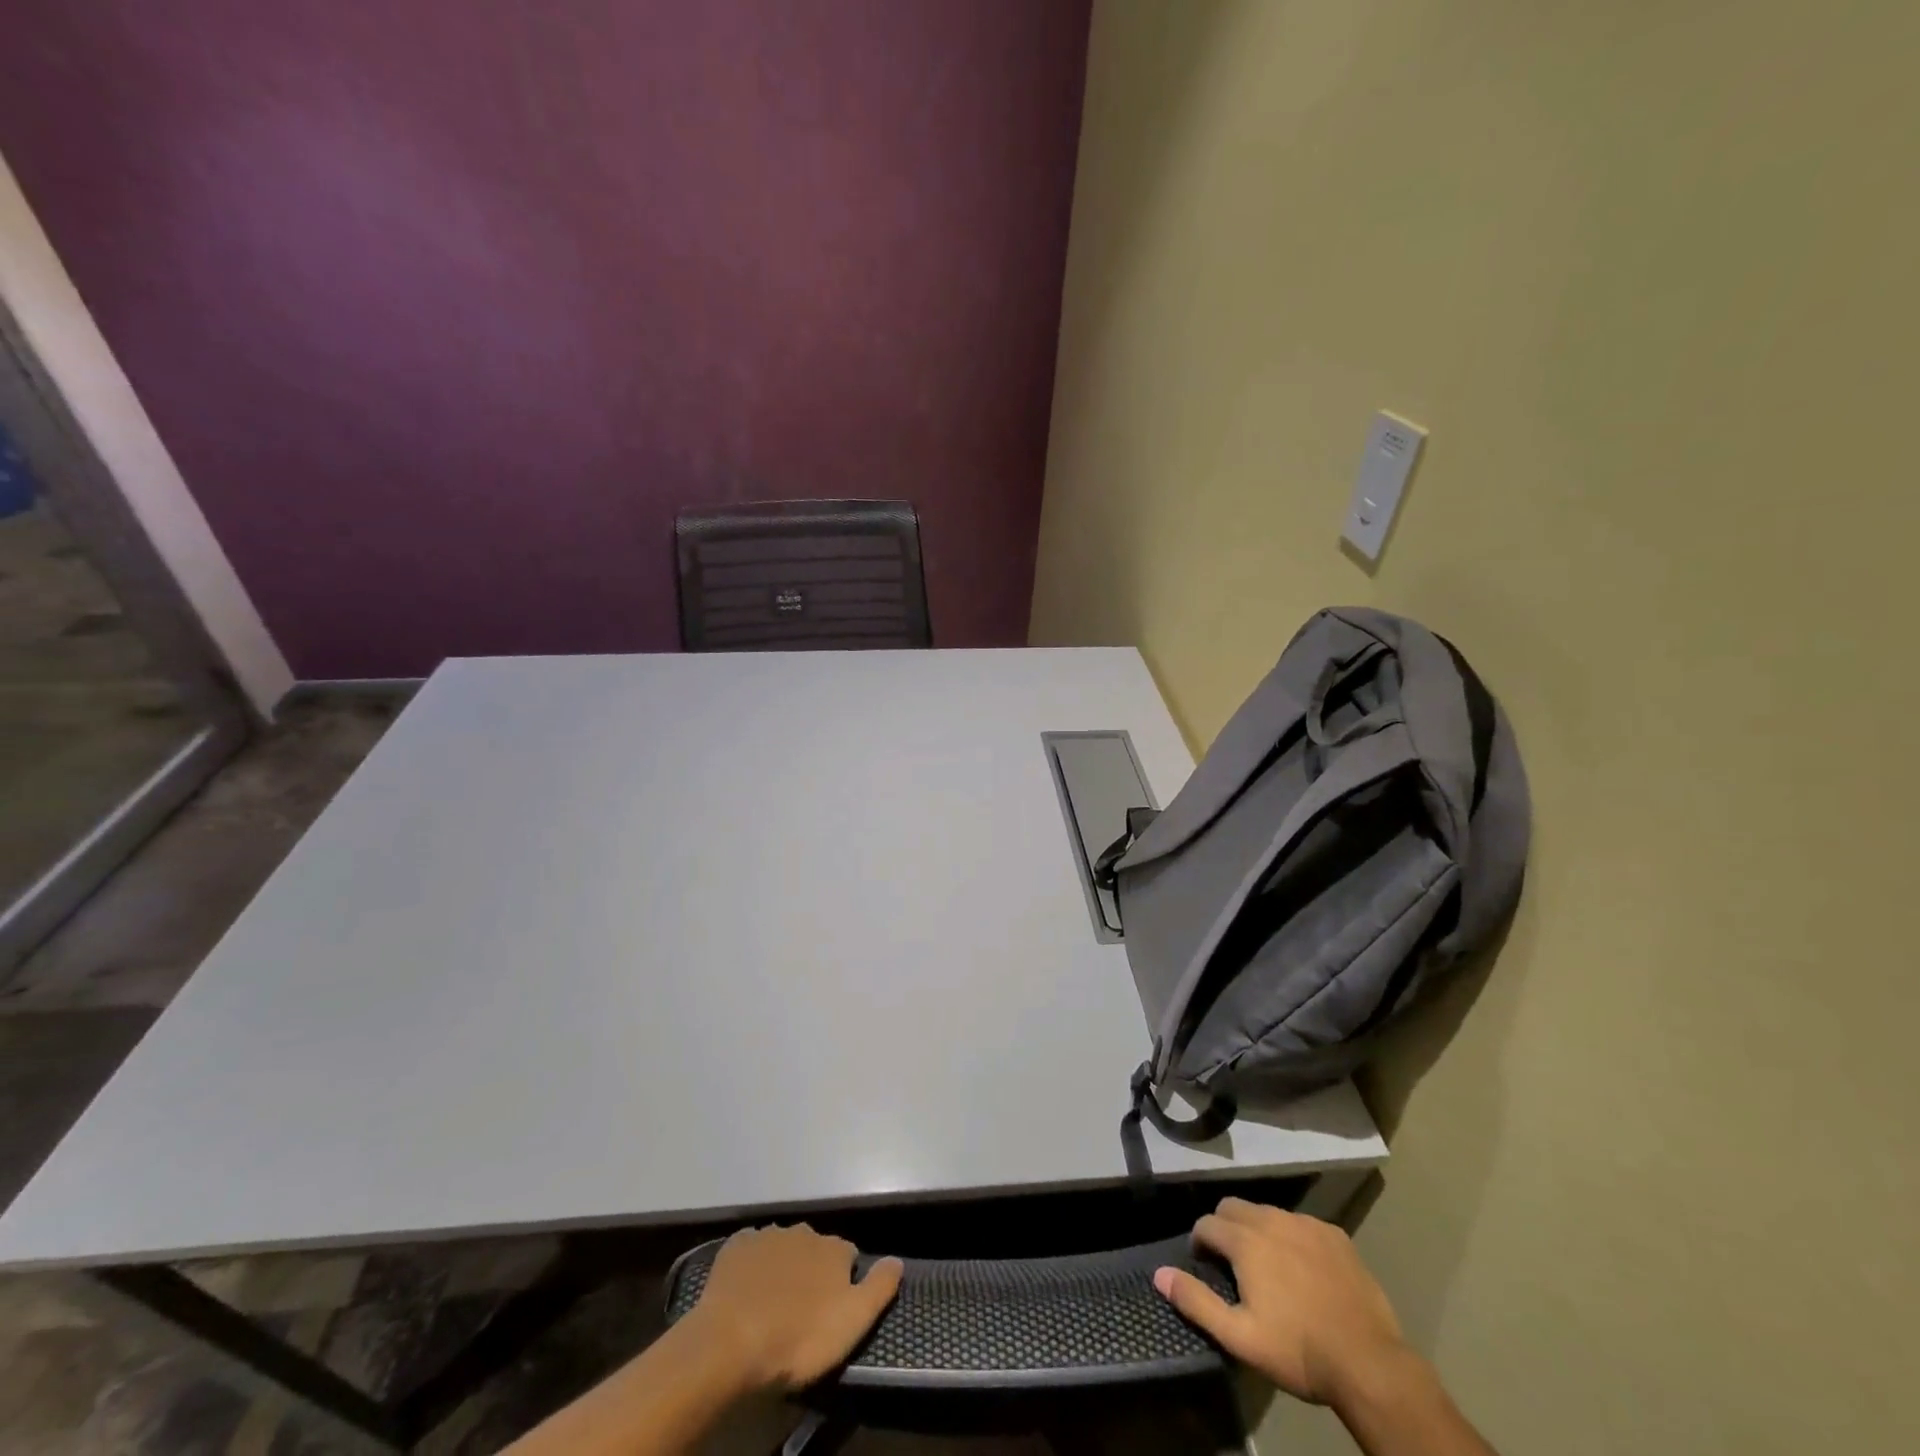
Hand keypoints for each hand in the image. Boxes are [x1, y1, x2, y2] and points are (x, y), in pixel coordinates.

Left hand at [685, 1224, 902, 1393]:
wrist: (732, 1342)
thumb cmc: (798, 1338)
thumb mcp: (853, 1322)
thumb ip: (880, 1287)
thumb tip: (898, 1259)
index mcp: (834, 1249)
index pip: (848, 1257)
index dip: (843, 1281)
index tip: (833, 1309)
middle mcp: (805, 1232)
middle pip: (815, 1248)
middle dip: (812, 1270)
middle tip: (801, 1310)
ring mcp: (768, 1235)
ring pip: (783, 1247)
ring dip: (782, 1266)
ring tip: (772, 1303)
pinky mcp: (737, 1246)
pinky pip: (751, 1249)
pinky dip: (752, 1264)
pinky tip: (746, 1289)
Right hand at [1154, 1198, 1407, 1406]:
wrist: (1370, 1364)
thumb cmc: (1299, 1351)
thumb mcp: (1240, 1337)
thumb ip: (1196, 1301)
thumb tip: (1159, 1273)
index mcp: (1246, 1241)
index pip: (1206, 1223)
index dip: (1199, 1243)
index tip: (1205, 1266)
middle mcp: (1272, 1220)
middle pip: (1233, 1207)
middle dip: (1224, 1227)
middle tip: (1232, 1264)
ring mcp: (1306, 1224)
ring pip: (1267, 1212)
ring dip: (1257, 1230)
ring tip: (1267, 1266)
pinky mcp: (1335, 1235)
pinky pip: (1301, 1224)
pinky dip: (1292, 1237)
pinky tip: (1303, 1268)